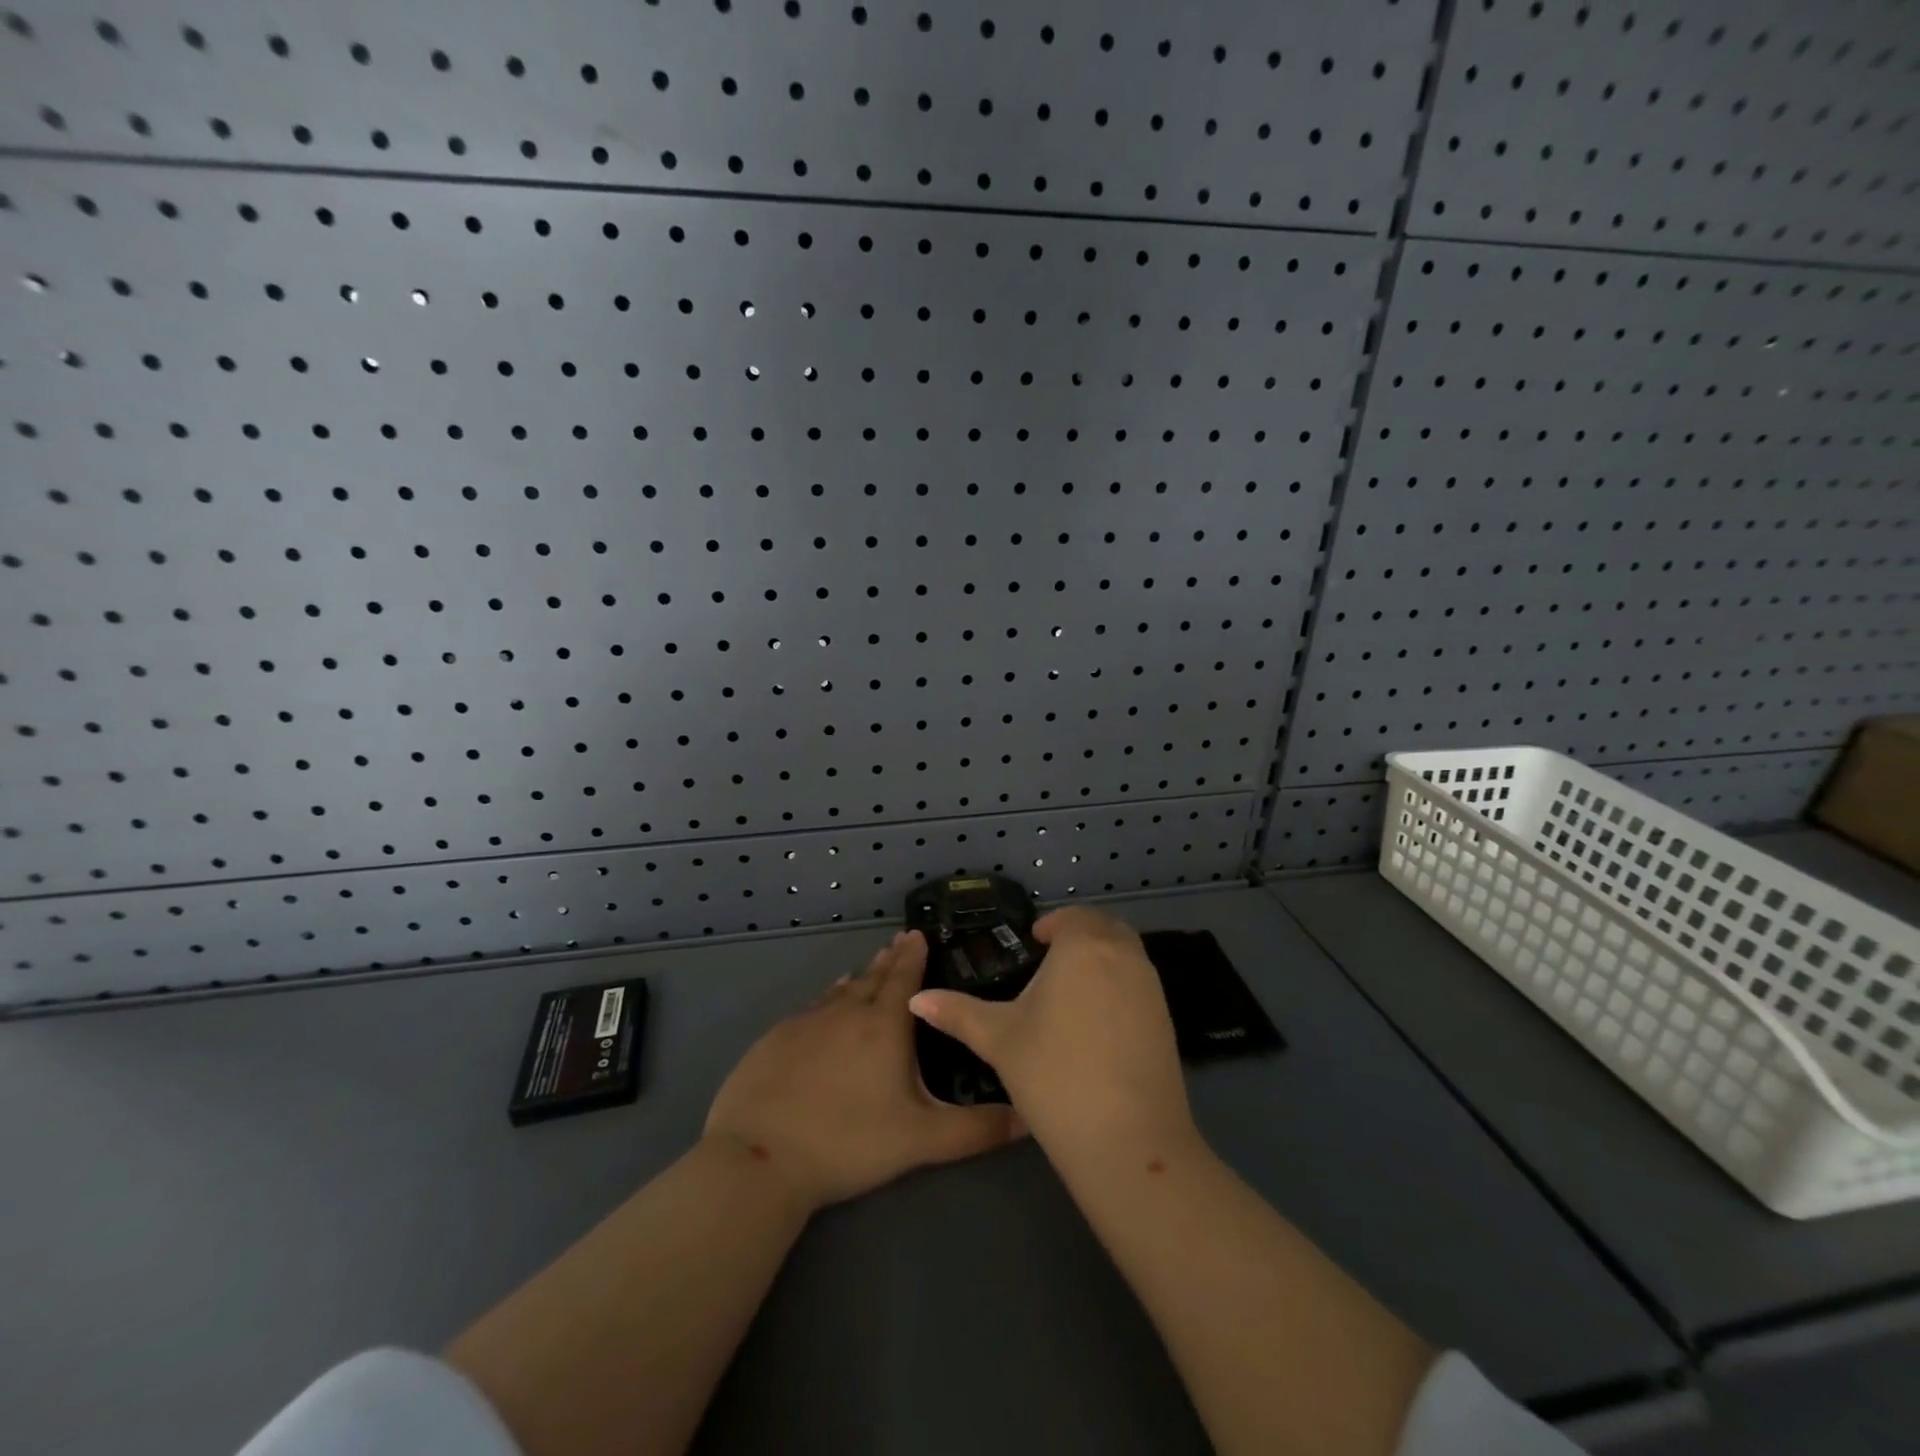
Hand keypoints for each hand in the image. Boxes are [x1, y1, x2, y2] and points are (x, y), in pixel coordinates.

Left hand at [704, 930, 1022, 1212]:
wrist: (760, 1157)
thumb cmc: (849, 1143)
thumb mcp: (922, 1140)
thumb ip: (977, 1129)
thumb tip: (1029, 1118)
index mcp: (884, 1027)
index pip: (904, 979)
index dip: (913, 955)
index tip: (918, 933)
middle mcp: (846, 1012)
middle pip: (872, 978)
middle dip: (889, 960)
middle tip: (898, 942)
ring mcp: (807, 1023)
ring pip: (840, 991)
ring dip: (858, 978)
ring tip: (867, 969)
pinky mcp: (775, 1039)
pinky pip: (811, 1008)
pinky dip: (826, 999)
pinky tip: (825, 1005)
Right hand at [907, 907, 1194, 1157]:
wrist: (1127, 1139)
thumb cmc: (1053, 1074)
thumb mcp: (998, 1040)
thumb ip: (957, 1013)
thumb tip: (916, 999)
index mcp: (1083, 946)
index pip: (1071, 917)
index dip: (1051, 925)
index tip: (1033, 943)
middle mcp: (1123, 955)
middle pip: (1104, 927)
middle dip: (1079, 935)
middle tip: (1050, 962)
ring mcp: (1152, 987)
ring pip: (1126, 954)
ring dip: (1102, 957)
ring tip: (1071, 991)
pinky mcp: (1167, 1019)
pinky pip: (1140, 983)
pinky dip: (1120, 985)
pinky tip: (1097, 1023)